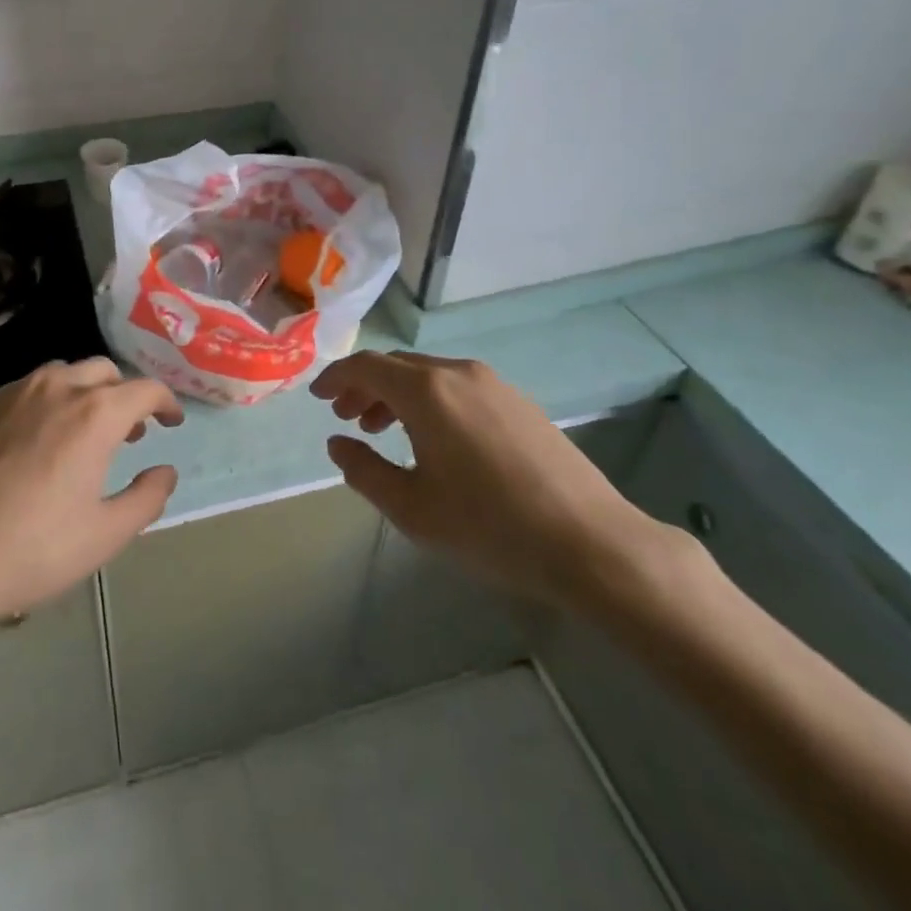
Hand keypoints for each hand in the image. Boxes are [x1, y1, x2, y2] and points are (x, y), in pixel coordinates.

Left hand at [0, 359, 183, 654]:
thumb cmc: (28, 551)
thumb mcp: (104, 536)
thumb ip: (146, 498)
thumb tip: (165, 471)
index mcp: (93, 413)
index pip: (144, 388)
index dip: (165, 402)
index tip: (170, 423)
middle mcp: (54, 387)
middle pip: (102, 371)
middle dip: (122, 395)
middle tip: (128, 433)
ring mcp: (8, 393)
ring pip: (59, 375)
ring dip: (81, 395)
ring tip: (80, 435)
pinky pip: (20, 392)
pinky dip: (41, 406)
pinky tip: (28, 445)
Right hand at [314, 351, 667, 611]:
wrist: (591, 543)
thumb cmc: (490, 527)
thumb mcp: (412, 508)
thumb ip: (365, 471)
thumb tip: (338, 443)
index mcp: (426, 391)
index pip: (366, 366)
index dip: (336, 378)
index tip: (318, 398)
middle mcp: (457, 372)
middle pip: (397, 366)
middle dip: (365, 387)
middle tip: (348, 418)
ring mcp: (494, 384)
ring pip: (429, 375)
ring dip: (398, 394)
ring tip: (384, 430)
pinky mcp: (519, 402)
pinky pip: (458, 386)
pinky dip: (431, 400)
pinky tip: (434, 439)